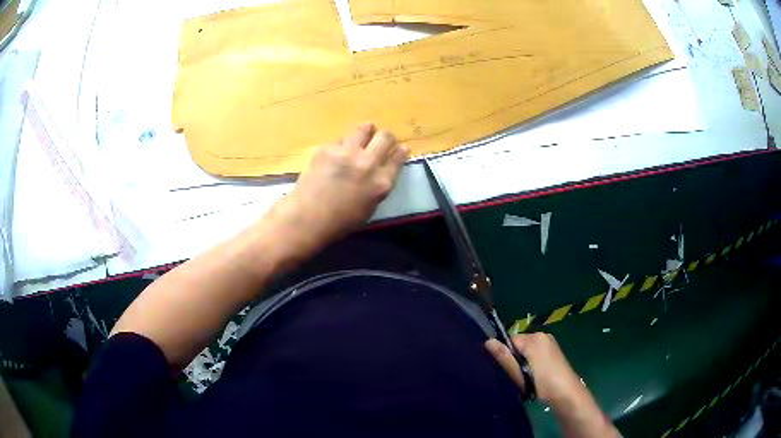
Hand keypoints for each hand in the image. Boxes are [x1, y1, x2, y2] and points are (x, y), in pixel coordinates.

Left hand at [269, 123, 408, 255]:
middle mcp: (368, 163)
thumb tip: (381, 172)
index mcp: (381, 182)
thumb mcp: (369, 208)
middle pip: (385, 137)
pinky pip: (340, 139)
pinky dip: (342, 144)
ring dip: (366, 131)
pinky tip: (335, 154)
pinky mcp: (328, 148)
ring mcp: (347, 152)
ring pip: (364, 128)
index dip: (401, 150)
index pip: (399, 157)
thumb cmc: (340, 222)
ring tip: (361, 136)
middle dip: (386, 137)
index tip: (400, 148)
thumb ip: (379, 187)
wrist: (307, 217)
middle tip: (381, 141)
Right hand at [485, 333, 584, 407]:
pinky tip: (534, 375)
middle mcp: (542, 335)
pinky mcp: (554, 350)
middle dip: (514, 358)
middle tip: (516, 376)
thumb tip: (488, 341)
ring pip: (527, 349)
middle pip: (518, 343)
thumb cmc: (542, 382)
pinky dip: (531, 362)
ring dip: (523, 361)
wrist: (566, 393)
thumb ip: (504, 357)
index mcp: (534, 338)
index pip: (509, 340)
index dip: (504, 354)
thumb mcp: (519, 372)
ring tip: (525, 377)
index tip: (506, 369)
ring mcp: (550, 342)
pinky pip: (535, 352)